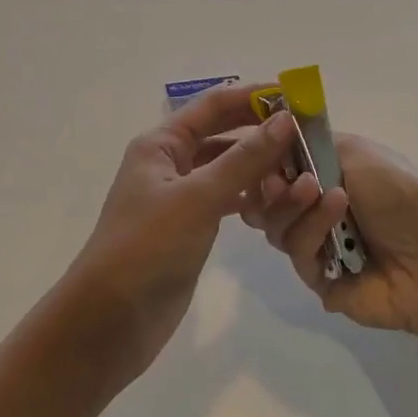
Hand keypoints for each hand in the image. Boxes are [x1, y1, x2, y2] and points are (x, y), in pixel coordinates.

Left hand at [62, 84, 310, 389]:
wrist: (110, 320)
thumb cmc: (148, 247)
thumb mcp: (198, 197)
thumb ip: (244, 159)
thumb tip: (286, 119)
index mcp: (161, 143)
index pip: (213, 105)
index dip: (253, 96)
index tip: (297, 96)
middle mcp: (169, 162)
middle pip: (221, 133)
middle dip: (261, 130)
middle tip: (307, 134)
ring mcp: (178, 196)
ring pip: (226, 168)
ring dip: (259, 165)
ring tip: (301, 167)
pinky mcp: (188, 227)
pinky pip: (225, 199)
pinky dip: (249, 195)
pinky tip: (277, 201)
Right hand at [257, 132, 417, 343]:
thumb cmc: (401, 193)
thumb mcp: (356, 152)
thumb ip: (308, 144)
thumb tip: (271, 137)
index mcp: (324, 174)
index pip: (276, 165)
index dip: (264, 158)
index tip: (261, 147)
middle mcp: (315, 208)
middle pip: (265, 200)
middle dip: (271, 187)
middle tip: (283, 179)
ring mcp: (316, 245)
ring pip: (276, 227)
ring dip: (297, 206)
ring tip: (329, 194)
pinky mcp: (319, 280)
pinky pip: (297, 255)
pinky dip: (313, 230)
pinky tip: (338, 213)